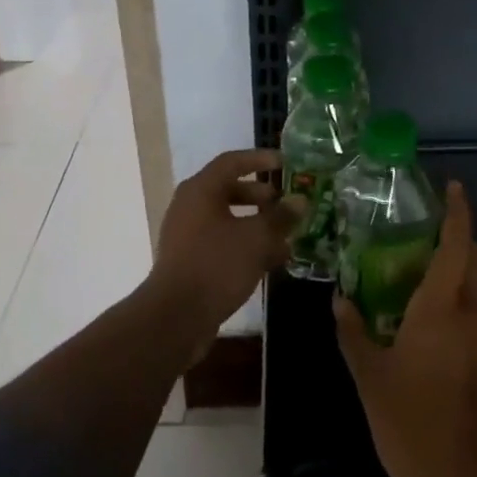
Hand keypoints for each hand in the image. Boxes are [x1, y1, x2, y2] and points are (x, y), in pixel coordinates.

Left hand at [146, 149, 301, 357]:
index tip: (286, 163)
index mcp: (201, 190)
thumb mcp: (257, 238)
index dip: (260, 159)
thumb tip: (300, 200)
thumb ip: (281, 217)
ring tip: (287, 236)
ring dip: (258, 224)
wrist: (177, 317)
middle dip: (262, 196)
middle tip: (288, 204)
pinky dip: (246, 245)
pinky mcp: (191, 260)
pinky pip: (223, 242)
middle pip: (229, 190)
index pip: (232, 161)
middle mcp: (190, 206)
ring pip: (229, 219)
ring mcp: (188, 234)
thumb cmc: (217, 265)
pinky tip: (272, 261)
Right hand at [335, 182, 476, 476]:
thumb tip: (340, 300)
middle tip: (422, 237)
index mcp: (443, 307)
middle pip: (476, 259)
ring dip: (461, 273)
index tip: (452, 187)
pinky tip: (436, 325)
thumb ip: (354, 332)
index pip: (458, 243)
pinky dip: (465, 304)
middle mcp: (475, 314)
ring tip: (423, 278)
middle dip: (457, 239)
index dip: (458, 211)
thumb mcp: (370, 377)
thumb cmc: (411, 424)